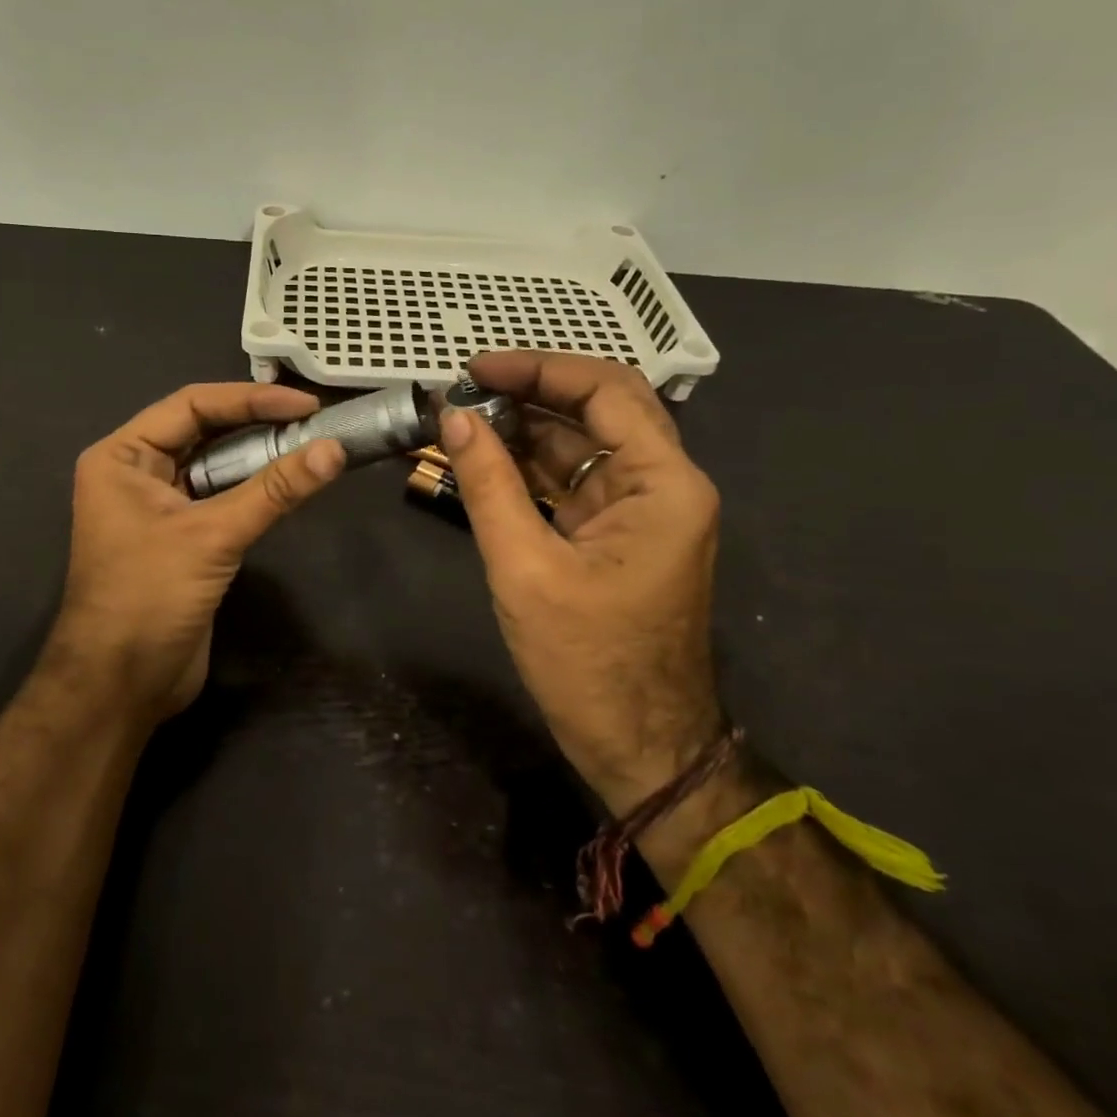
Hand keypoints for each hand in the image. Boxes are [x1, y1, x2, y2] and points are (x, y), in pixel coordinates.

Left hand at [48, 383, 344, 720]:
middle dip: (258, 424)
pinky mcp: (182, 537)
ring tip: (312, 445)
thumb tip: (334, 449)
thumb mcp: (213, 536)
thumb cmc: (148, 597)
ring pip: (216, 465)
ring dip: (261, 456)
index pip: (192, 406)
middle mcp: (137, 472)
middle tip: (315, 421)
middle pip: (205, 431)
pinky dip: (256, 489)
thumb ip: (274, 490)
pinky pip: (223, 498)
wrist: (121, 686)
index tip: (305, 404)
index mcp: (123, 457)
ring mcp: (160, 506)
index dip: (251, 400)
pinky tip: (291, 483)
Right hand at [441, 351, 724, 814]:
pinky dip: (530, 468)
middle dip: (531, 392)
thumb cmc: (588, 662)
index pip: (605, 390)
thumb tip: (453, 417)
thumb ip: (488, 485)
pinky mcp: (616, 535)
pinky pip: (573, 482)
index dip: (537, 369)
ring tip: (463, 418)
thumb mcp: (526, 568)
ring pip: (583, 444)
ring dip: (525, 429)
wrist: (639, 746)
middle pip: (599, 408)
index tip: (475, 369)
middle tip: (466, 388)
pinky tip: (484, 458)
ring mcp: (640, 510)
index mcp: (663, 483)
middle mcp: (663, 484)